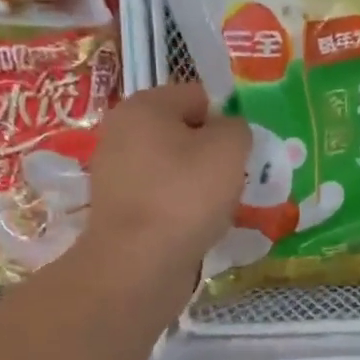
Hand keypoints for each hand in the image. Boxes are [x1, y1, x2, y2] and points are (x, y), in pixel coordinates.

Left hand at [82, 82, 250, 279]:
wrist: (139, 264)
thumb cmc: (185, 196)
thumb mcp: (229, 150)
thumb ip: (237, 129)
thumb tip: (230, 133)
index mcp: (144, 105)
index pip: (197, 96)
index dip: (227, 119)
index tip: (244, 151)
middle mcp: (121, 133)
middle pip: (182, 134)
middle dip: (211, 154)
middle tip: (235, 180)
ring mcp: (115, 174)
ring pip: (172, 169)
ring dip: (198, 185)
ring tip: (218, 209)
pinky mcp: (118, 211)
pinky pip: (161, 200)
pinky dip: (180, 210)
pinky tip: (196, 228)